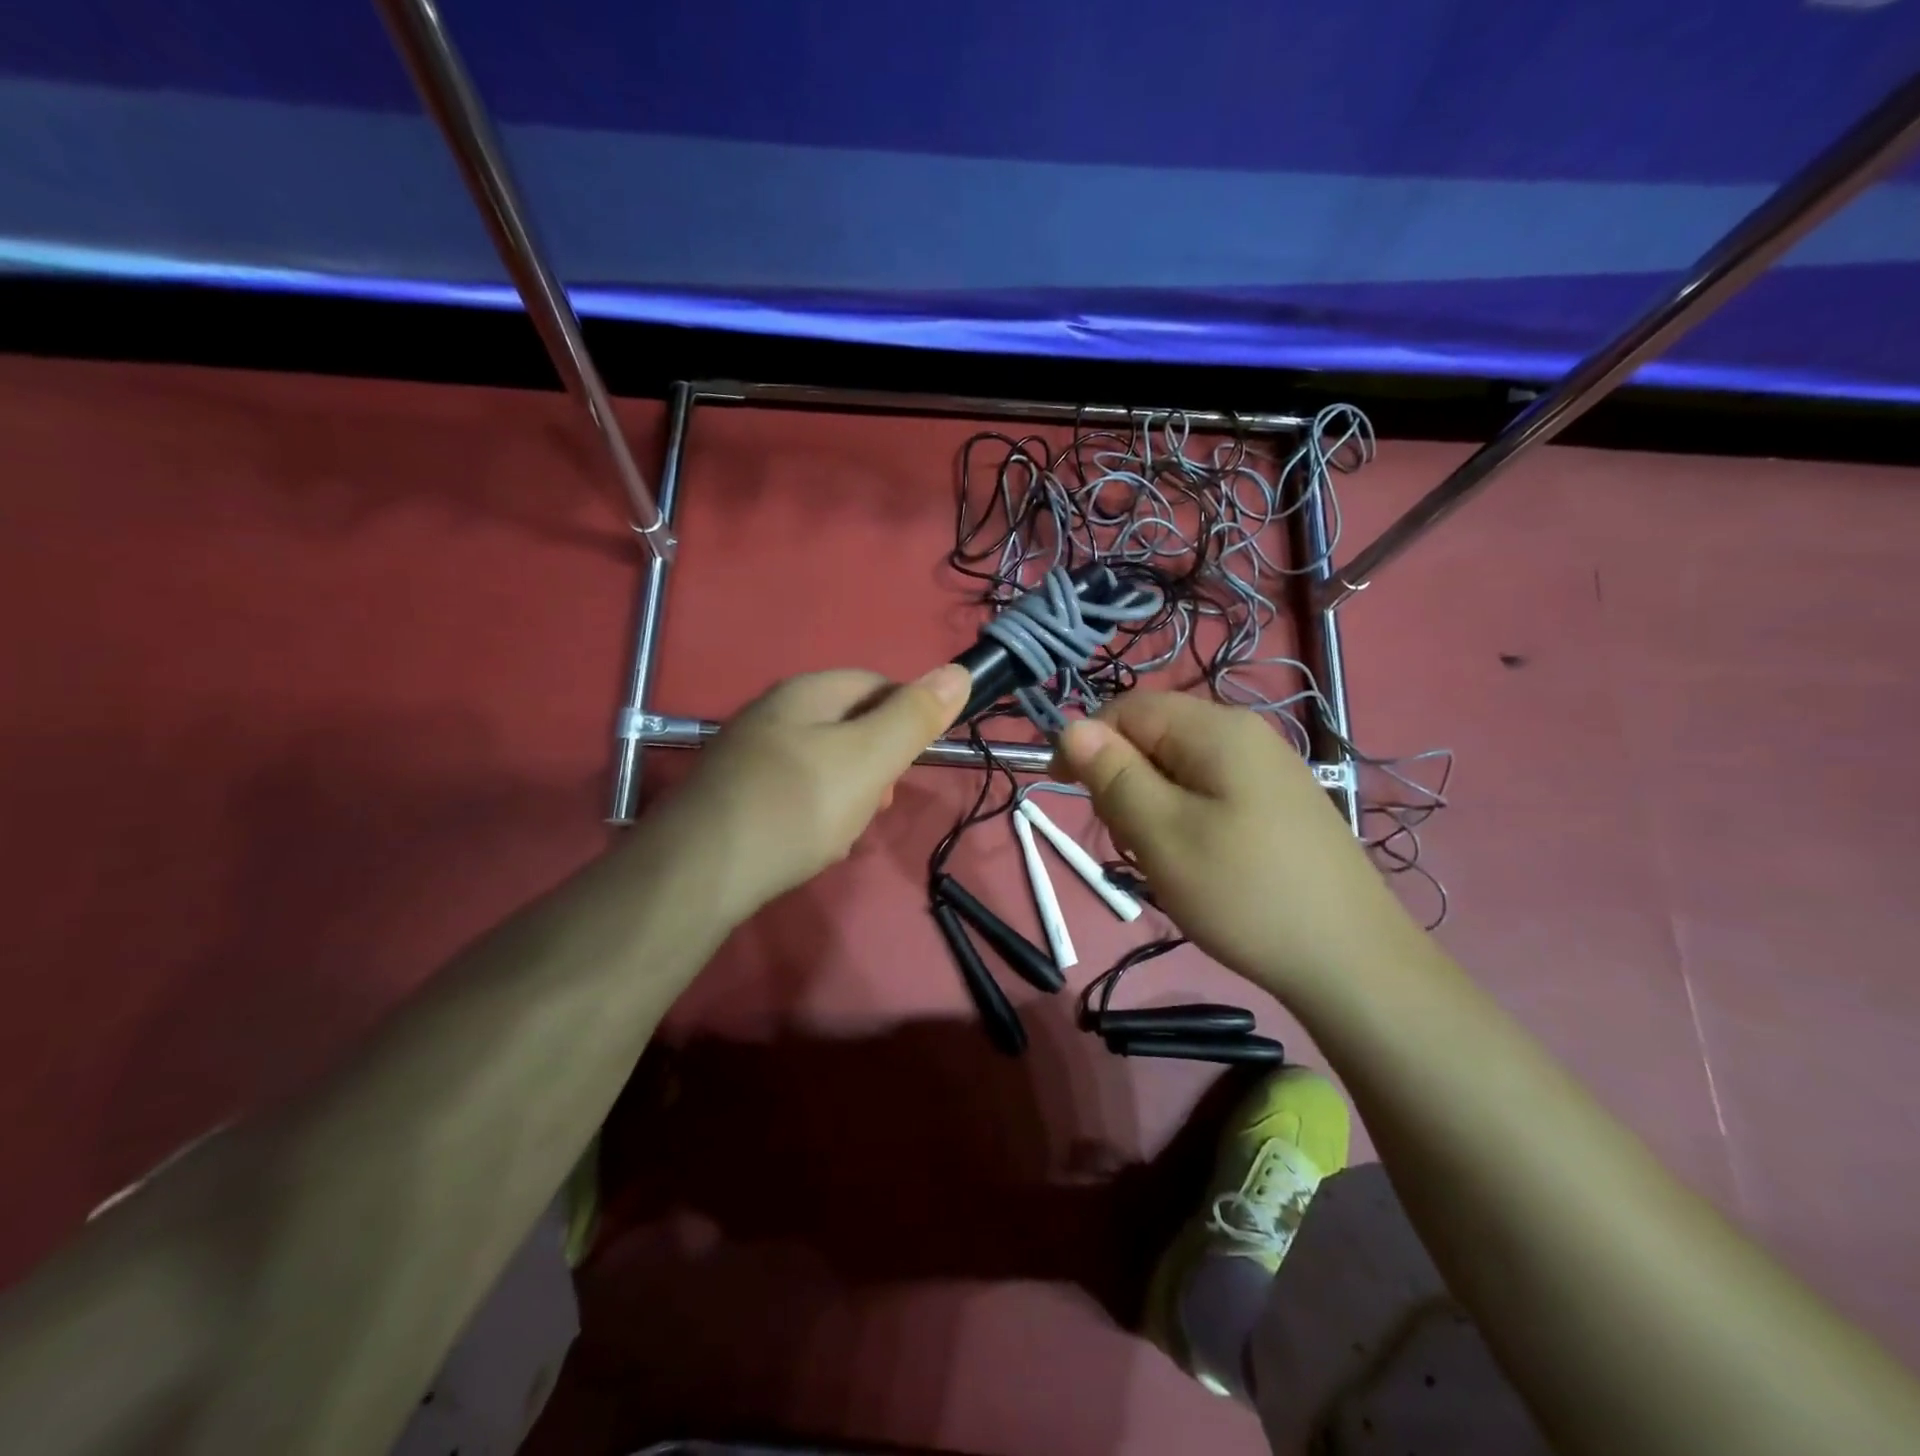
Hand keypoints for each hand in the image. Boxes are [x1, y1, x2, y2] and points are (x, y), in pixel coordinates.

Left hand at [671, 665, 969, 916]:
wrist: (697, 873)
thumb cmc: (795, 806)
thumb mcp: (869, 758)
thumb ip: (914, 717)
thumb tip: (958, 670)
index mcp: (807, 693)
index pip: (877, 684)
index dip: (906, 719)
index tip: (909, 763)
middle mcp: (773, 713)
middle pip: (849, 726)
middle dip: (875, 765)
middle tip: (875, 805)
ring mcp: (748, 754)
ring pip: (823, 764)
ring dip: (846, 795)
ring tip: (842, 833)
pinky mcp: (733, 794)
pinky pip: (792, 793)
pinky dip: (812, 815)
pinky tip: (808, 845)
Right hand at [1054, 692, 1426, 1001]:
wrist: (1352, 963)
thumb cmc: (1244, 893)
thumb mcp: (1161, 833)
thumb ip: (1113, 775)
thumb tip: (1070, 726)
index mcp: (1216, 729)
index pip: (1127, 709)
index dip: (1088, 743)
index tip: (1067, 792)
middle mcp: (1245, 735)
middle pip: (1154, 736)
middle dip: (1124, 781)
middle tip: (1128, 840)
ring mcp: (1267, 770)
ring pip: (1178, 769)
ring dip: (1152, 806)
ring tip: (1163, 860)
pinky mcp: (1278, 805)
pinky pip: (1210, 793)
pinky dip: (1185, 820)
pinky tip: (1198, 864)